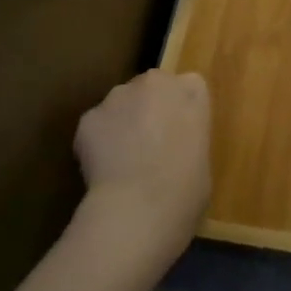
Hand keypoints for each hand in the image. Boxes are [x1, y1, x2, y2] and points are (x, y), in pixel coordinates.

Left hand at [73, 70, 210, 267]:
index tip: (179, 132)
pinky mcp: (88, 118)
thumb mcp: (202, 159)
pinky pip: (96, 126)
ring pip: (120, 104)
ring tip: (122, 161)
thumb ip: (187, 140)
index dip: (181, 108)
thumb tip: (172, 151)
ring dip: (122, 123)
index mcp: (192, 91)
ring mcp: (118, 96)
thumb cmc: (186, 188)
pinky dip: (97, 142)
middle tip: (151, 146)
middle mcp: (155, 82)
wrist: (139, 207)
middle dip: (150, 109)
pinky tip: (103, 170)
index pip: (189, 86)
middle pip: (151, 88)